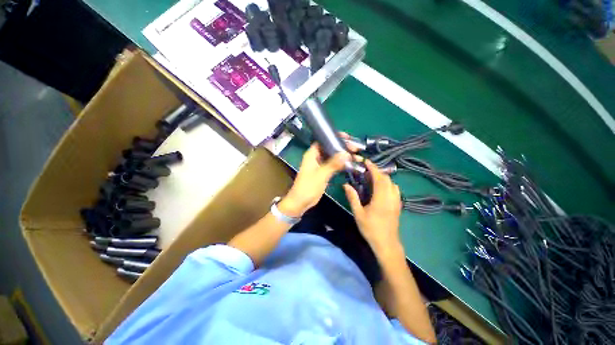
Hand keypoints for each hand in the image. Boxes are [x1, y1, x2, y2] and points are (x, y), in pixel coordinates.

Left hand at [280, 143, 349, 216]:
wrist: (301, 202)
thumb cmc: (307, 187)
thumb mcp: (321, 175)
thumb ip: (333, 164)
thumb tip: (346, 154)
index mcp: (312, 154)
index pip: (324, 140)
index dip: (335, 137)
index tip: (347, 138)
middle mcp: (316, 157)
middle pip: (330, 148)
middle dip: (342, 148)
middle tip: (355, 149)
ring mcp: (320, 165)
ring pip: (333, 157)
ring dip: (343, 157)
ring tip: (357, 157)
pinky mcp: (324, 173)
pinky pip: (334, 166)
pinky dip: (341, 165)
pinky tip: (351, 165)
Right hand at [343, 160, 402, 253]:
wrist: (387, 244)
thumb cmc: (370, 229)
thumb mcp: (358, 213)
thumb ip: (352, 197)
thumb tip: (346, 185)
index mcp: (381, 198)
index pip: (379, 178)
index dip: (373, 168)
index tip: (366, 161)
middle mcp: (391, 197)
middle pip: (387, 179)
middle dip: (378, 171)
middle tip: (367, 170)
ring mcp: (397, 201)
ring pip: (393, 184)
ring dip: (384, 178)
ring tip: (373, 179)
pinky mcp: (398, 206)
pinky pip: (395, 190)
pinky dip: (388, 184)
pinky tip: (381, 189)